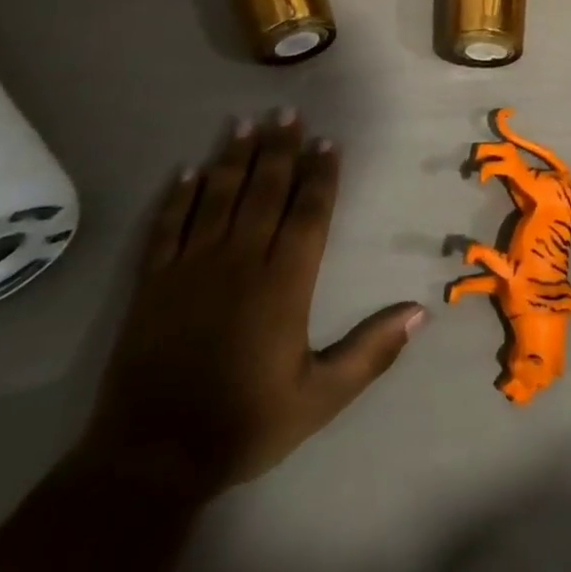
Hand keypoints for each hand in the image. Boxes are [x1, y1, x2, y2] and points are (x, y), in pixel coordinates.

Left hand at [80, 110, 425, 495]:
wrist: (150, 460)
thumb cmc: (245, 424)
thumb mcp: (321, 398)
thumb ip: (370, 352)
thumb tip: (420, 312)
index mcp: (283, 284)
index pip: (308, 214)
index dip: (320, 175)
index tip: (327, 141)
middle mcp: (240, 262)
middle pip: (264, 192)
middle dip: (279, 149)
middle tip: (287, 111)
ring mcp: (192, 269)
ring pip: (217, 198)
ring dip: (233, 159)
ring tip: (244, 122)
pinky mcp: (153, 284)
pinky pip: (167, 227)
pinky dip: (178, 197)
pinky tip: (188, 170)